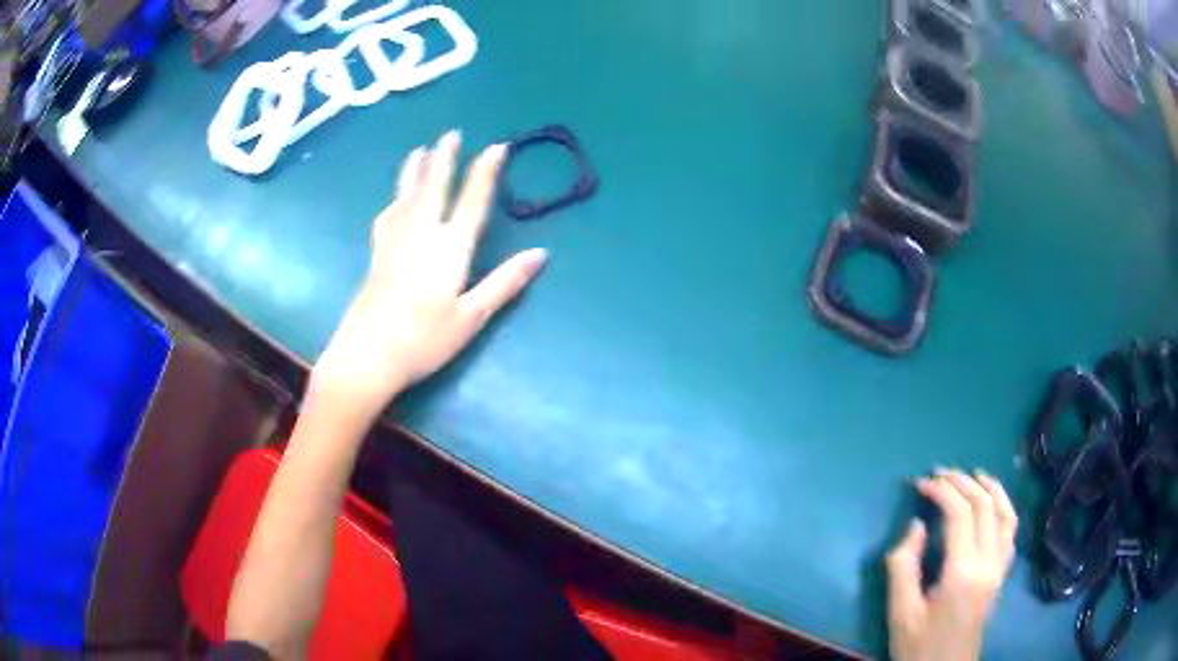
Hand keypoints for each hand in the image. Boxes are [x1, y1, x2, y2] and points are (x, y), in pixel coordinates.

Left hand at [311, 130, 547, 420]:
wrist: (368, 356)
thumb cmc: (424, 341)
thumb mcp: (472, 317)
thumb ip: (505, 282)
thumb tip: (541, 254)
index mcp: (450, 249)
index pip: (472, 201)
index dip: (485, 172)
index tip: (496, 146)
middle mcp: (421, 235)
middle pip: (434, 187)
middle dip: (445, 159)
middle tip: (451, 134)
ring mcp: (394, 243)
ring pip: (406, 196)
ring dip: (415, 170)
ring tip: (419, 150)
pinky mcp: (376, 256)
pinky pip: (387, 216)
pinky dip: (394, 201)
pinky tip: (393, 201)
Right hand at [886, 469, 1017, 660]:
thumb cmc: (918, 646)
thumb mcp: (900, 613)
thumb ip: (903, 566)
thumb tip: (917, 526)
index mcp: (963, 572)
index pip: (960, 514)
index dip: (941, 491)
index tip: (920, 483)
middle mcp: (989, 563)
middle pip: (984, 506)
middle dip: (962, 482)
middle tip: (938, 473)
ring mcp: (1000, 568)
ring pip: (1005, 513)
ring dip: (990, 488)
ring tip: (972, 474)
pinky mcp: (1002, 575)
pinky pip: (1010, 531)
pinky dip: (1004, 507)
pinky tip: (992, 503)